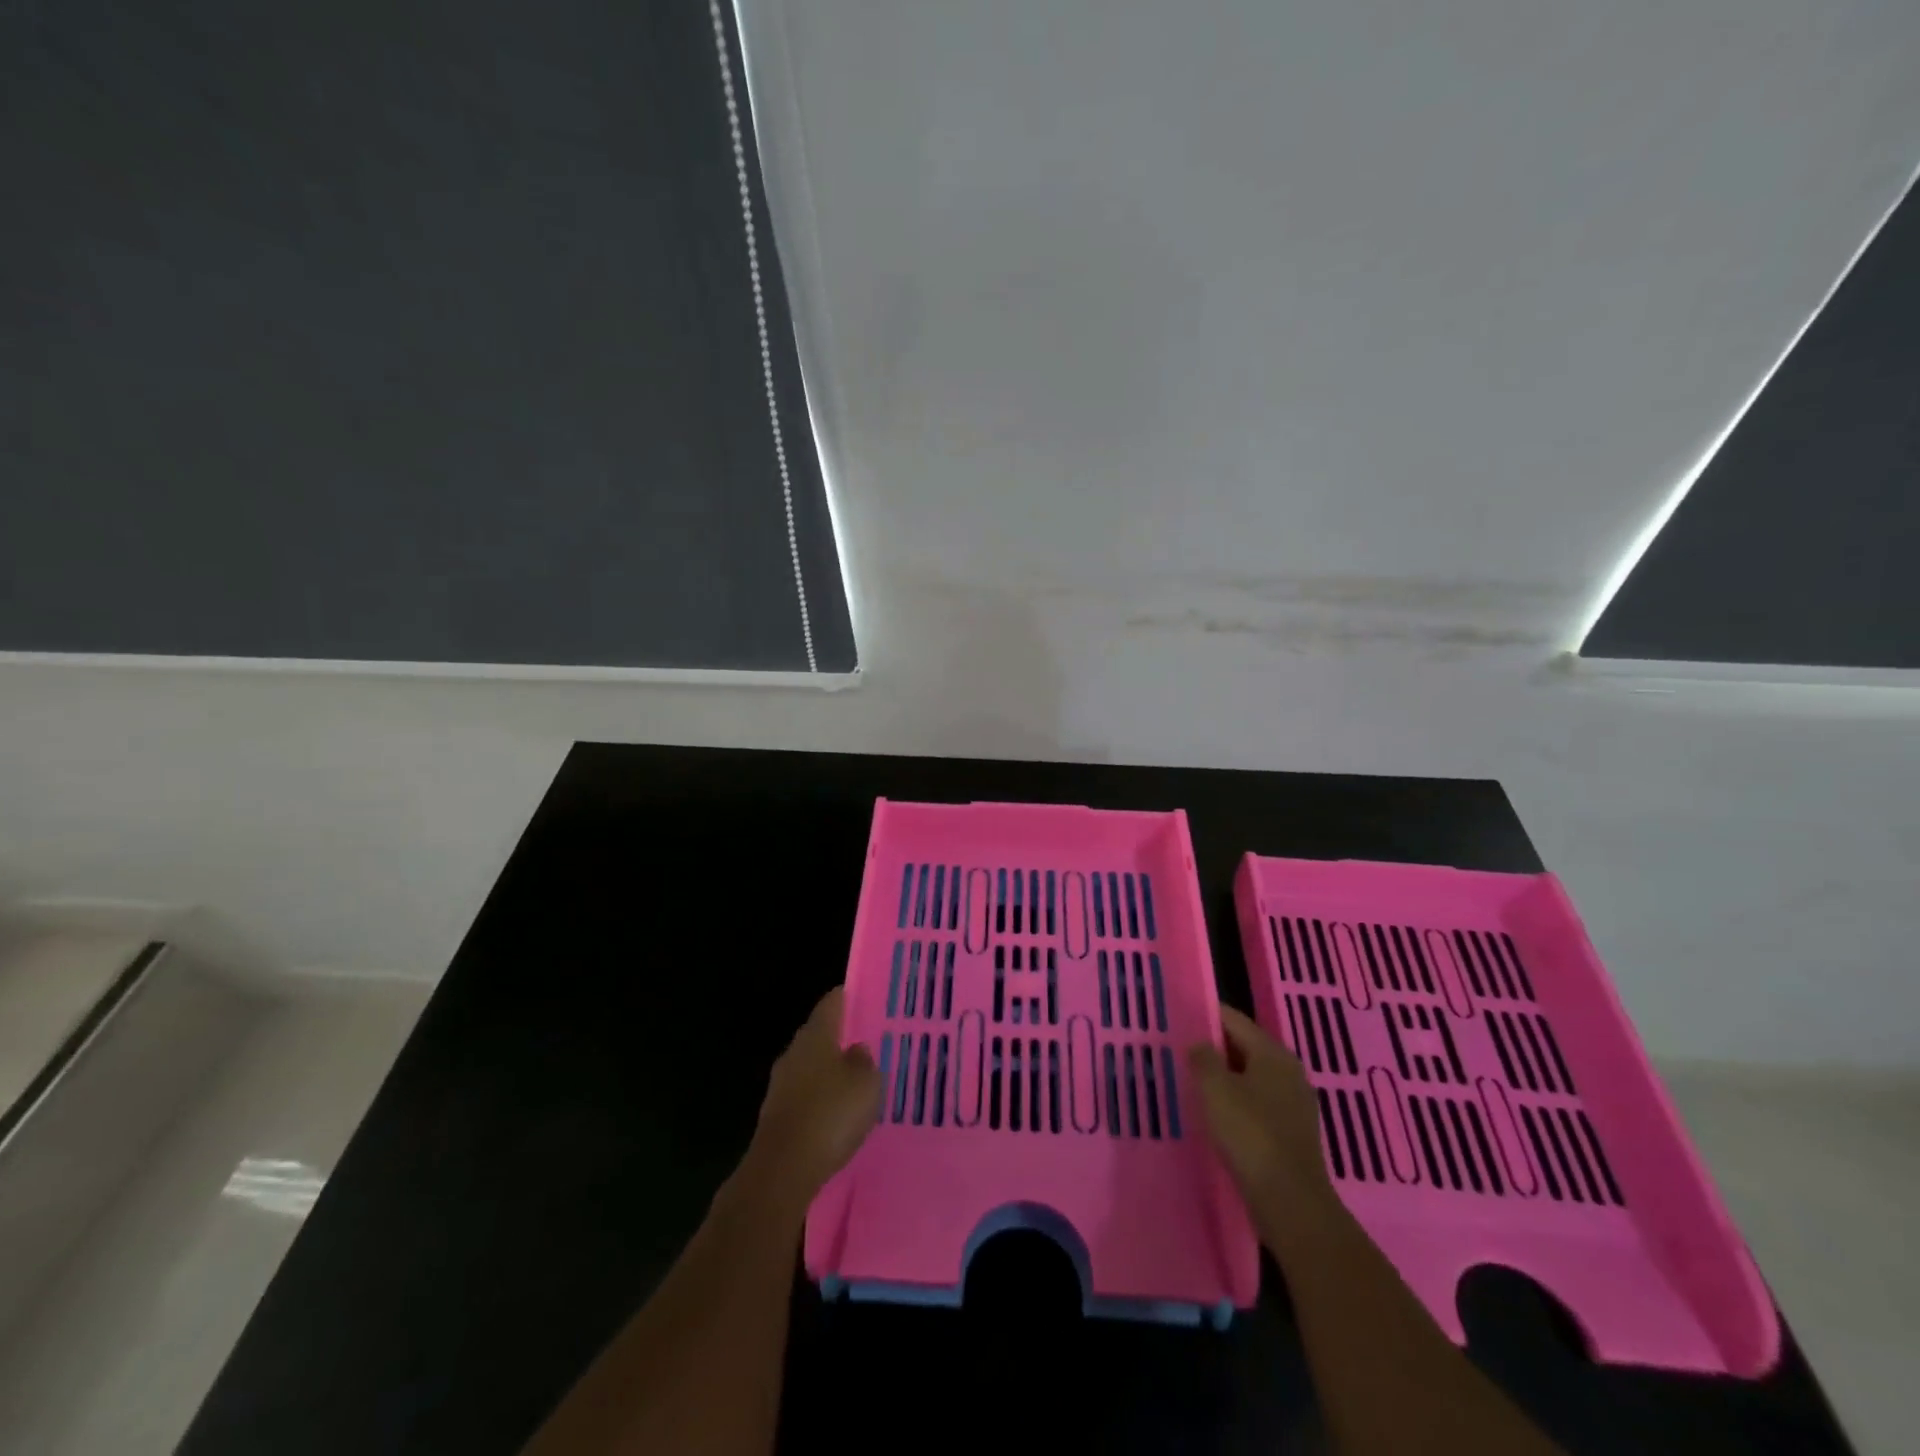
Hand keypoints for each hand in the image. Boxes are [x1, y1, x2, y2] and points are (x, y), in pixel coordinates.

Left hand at [740, 987, 881, 1214]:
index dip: (849, 997)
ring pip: (811, 1068)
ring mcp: (781, 1085)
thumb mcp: (866, 1083)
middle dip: (841, 1038)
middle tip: (869, 1043)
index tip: (867, 998)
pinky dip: (821, 1101)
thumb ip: (865, 1061)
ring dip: (830, 1073)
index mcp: (815, 1035)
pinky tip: (838, 1116)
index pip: (832, 1003)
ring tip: (857, 1082)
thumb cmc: (830, 1114)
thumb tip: (856, 1050)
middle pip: (819, 1036)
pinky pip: (805, 1097)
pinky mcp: (777, 1116)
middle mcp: (794, 1052)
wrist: (782, 1171)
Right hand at [1188, 1005, 1340, 1243]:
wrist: (1290, 1201)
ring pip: (1252, 1077)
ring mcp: (1295, 1103)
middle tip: (1181, 1050)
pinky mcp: (1293, 1132)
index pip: (1235, 1020)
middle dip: (1215, 1048)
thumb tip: (1200, 1044)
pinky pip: (1259, 1103)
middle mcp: (1289, 1071)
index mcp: (1273, 1053)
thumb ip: (1203, 1058)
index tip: (1180, 1016)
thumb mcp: (1215, 1089)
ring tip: (1194, 1082)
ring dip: (1226, 1077)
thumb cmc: (1250, 1134)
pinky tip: (1218, 1115)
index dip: (1206, 1015)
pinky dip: (1238, 1102)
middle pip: (1246, 1047)